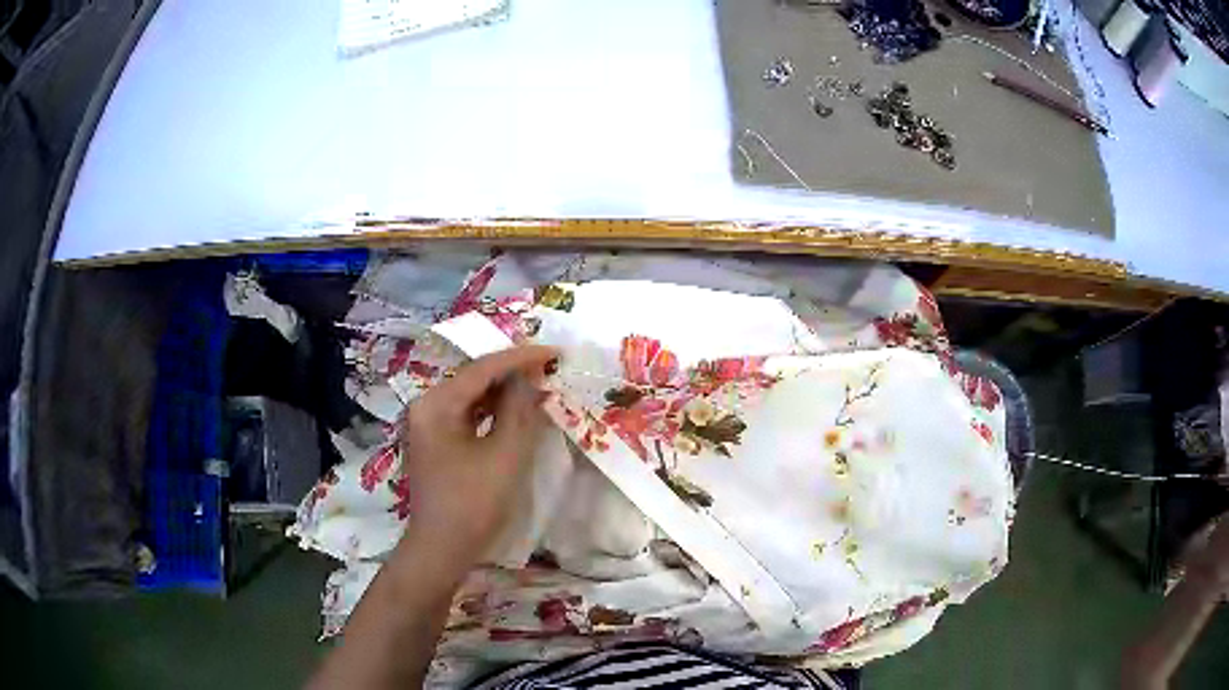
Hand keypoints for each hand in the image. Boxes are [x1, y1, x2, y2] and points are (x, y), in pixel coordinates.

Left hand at [395, 345, 558, 577]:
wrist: (442, 548)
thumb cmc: (473, 504)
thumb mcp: (505, 455)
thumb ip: (519, 411)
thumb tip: (530, 377)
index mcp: (436, 404)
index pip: (482, 369)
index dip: (521, 358)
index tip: (556, 352)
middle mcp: (426, 406)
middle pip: (474, 378)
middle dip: (513, 372)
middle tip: (551, 366)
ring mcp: (428, 423)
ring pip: (472, 395)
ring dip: (504, 391)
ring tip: (540, 383)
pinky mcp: (436, 440)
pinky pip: (467, 414)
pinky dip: (493, 411)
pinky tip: (516, 409)